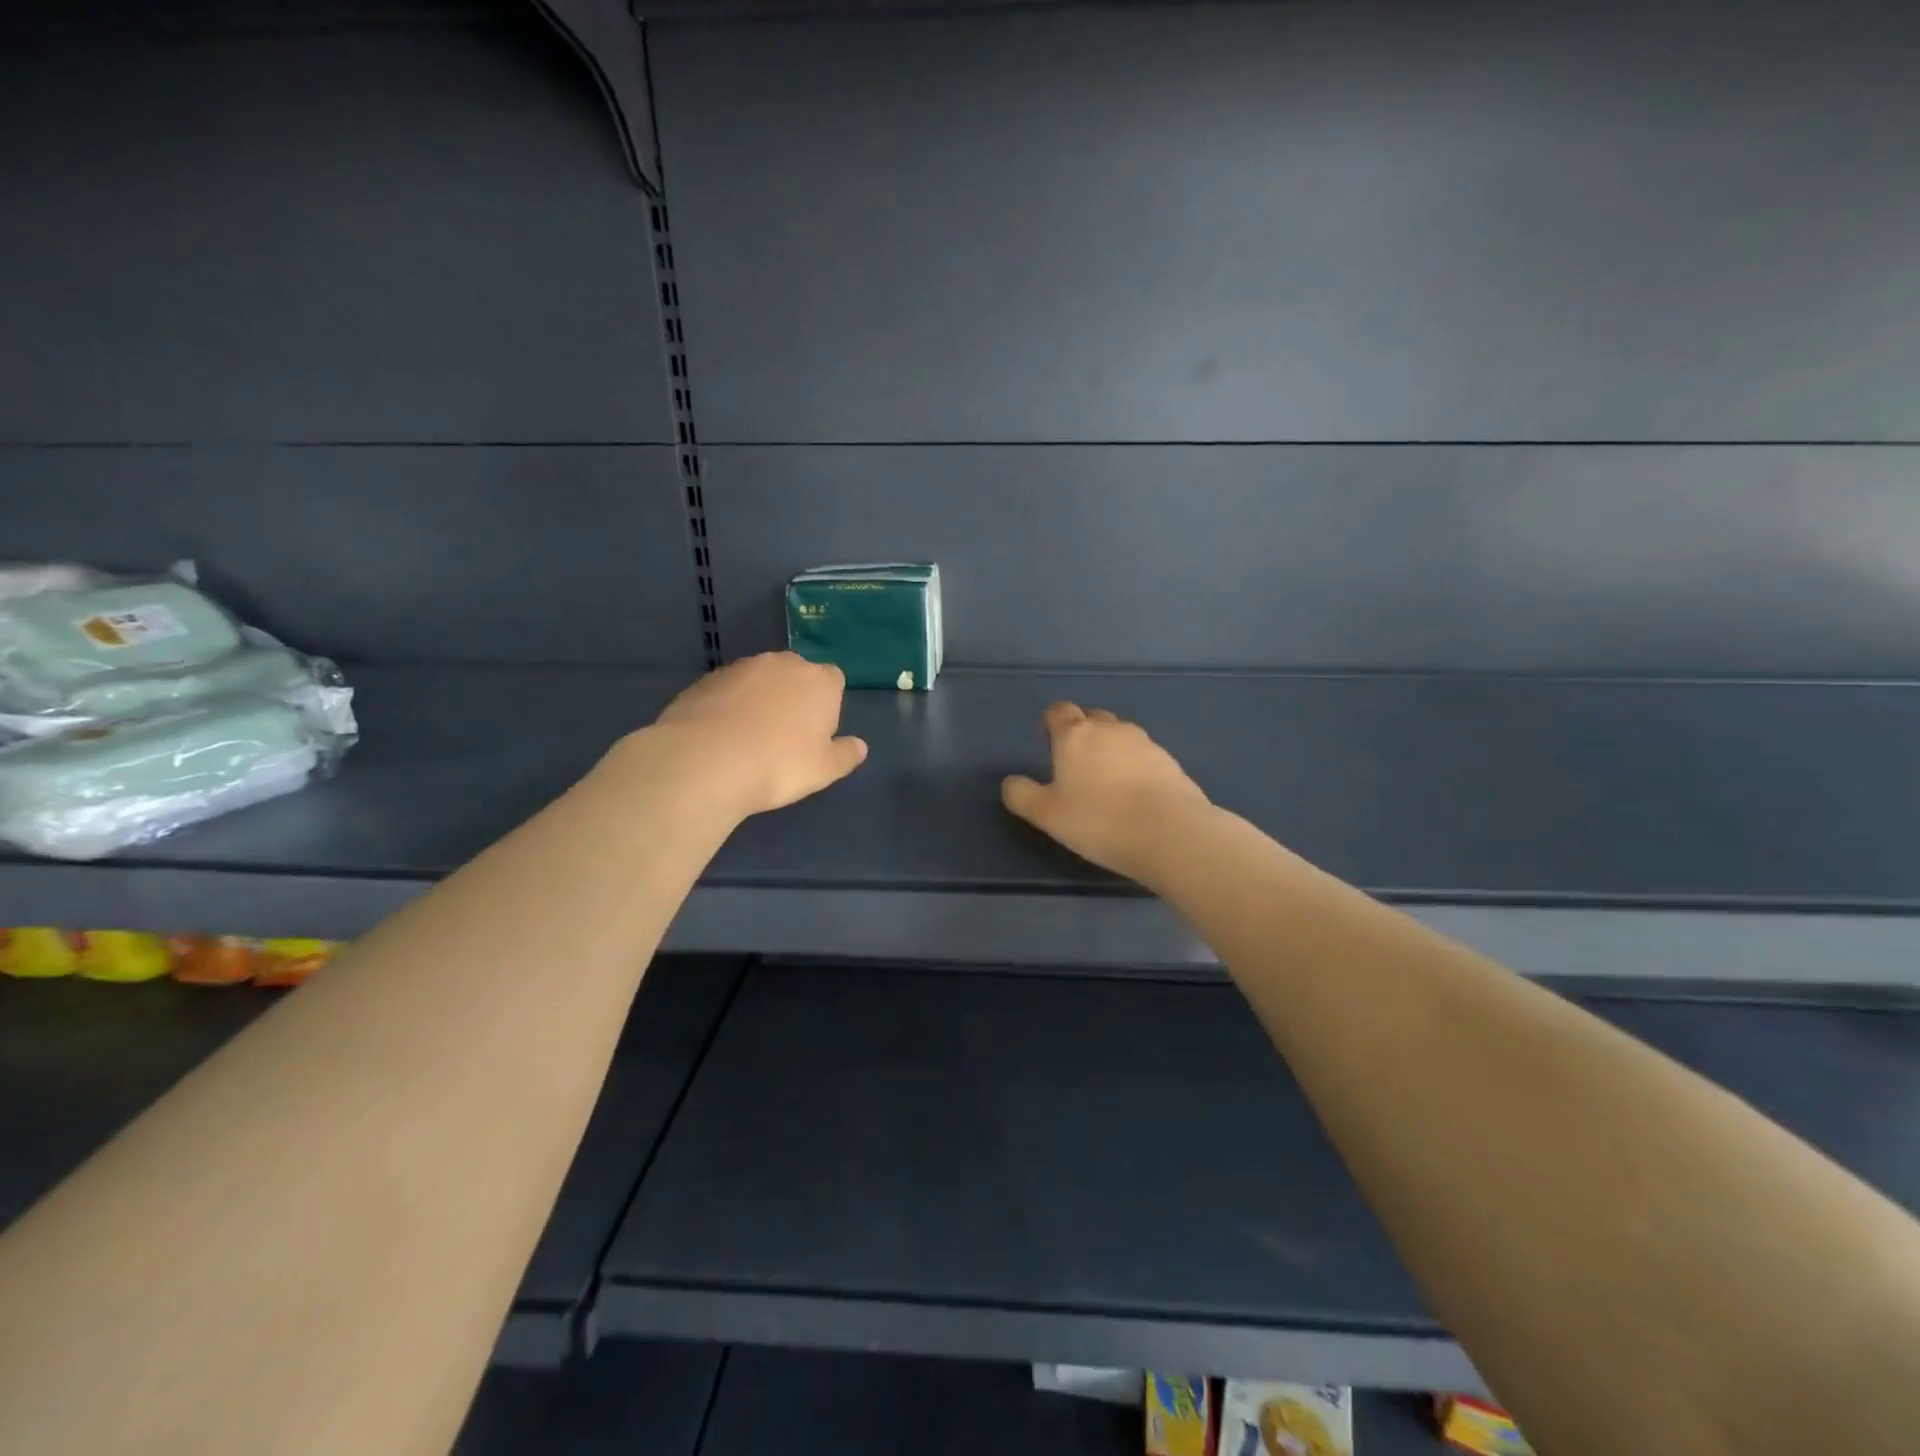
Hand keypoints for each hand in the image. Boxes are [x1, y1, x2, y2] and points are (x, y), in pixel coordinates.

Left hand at [648, 652, 867, 818]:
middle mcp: (783, 664)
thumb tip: (859, 746)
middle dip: (794, 697)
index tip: (816, 733)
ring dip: (760, 700)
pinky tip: (722, 736)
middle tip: (785, 736)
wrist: (706, 760)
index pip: (834, 680)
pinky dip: (730, 706)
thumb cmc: (779, 764)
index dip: (828, 705)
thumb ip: (846, 754)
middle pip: (796, 675)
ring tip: (749, 738)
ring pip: (760, 680)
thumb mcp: (825, 769)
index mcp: (819, 681)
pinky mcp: (707, 679)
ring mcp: (742, 668)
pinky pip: (728, 691)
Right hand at [1001, 702, 1211, 885]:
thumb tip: (1010, 782)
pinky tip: (1133, 795)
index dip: (1050, 722)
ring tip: (1106, 782)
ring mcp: (1145, 743)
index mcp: (1076, 735)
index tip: (1046, 741)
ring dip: (1110, 750)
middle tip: (1075, 764)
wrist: (1170, 833)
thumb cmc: (1099, 820)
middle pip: (1092, 718)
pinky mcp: (1170, 762)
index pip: (1059, 711)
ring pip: (1120, 736)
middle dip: (1081, 733)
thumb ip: (1022, 795)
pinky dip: (1134, 767)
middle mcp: (1111, 729)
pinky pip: (1144, 756)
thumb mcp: (1046, 814)